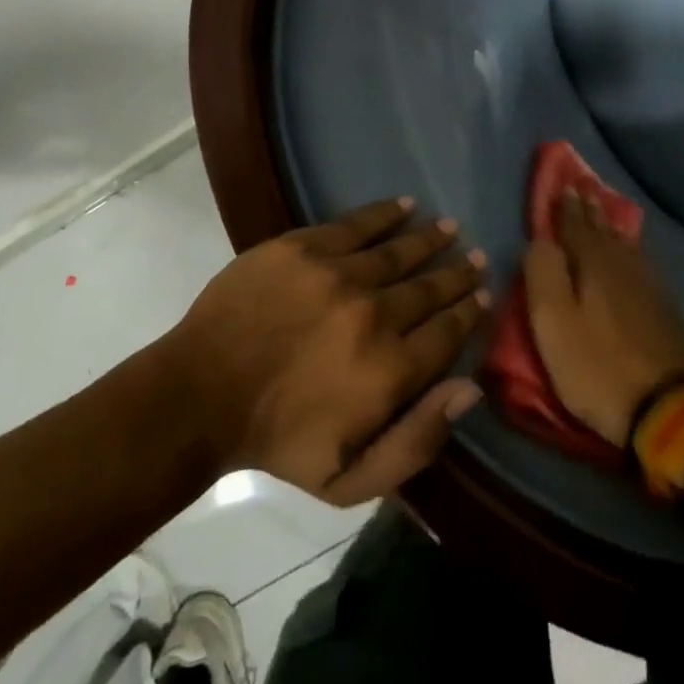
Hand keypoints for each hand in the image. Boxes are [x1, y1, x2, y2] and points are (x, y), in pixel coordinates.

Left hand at [169, 199, 486, 504]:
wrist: (201, 395)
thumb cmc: (278, 442)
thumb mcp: (349, 478)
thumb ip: (417, 441)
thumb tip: (470, 389)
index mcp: (391, 370)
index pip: (448, 332)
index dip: (469, 312)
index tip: (482, 296)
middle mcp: (375, 315)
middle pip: (431, 288)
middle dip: (459, 273)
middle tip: (476, 259)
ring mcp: (338, 275)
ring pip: (400, 251)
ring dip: (431, 239)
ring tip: (450, 228)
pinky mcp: (304, 248)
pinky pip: (357, 224)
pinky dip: (386, 214)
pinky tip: (406, 205)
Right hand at [524, 191, 683, 445]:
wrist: (666, 408)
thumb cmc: (596, 366)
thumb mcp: (552, 322)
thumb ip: (542, 273)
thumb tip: (540, 240)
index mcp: (594, 264)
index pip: (575, 226)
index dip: (566, 207)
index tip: (563, 184)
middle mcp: (624, 265)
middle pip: (604, 231)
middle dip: (591, 210)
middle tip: (584, 188)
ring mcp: (650, 286)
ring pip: (625, 246)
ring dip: (611, 227)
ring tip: (604, 214)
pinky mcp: (665, 309)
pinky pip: (642, 265)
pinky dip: (631, 251)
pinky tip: (634, 256)